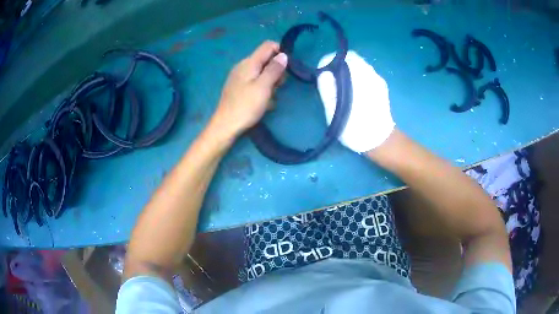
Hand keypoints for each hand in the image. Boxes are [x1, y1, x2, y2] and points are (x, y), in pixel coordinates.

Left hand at [211, 41, 287, 137]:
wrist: (226, 126)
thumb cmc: (246, 106)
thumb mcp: (264, 86)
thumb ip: (274, 69)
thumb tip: (283, 55)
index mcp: (249, 62)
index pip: (268, 46)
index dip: (281, 52)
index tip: (288, 68)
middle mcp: (243, 66)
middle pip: (266, 60)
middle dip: (276, 71)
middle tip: (278, 87)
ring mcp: (240, 77)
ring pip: (262, 73)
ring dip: (271, 83)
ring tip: (270, 98)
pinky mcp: (239, 88)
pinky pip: (256, 83)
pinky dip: (263, 89)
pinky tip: (263, 102)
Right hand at [317, 51, 394, 152]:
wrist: (379, 141)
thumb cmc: (354, 128)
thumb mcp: (334, 111)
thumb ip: (327, 89)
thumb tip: (323, 72)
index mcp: (360, 77)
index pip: (344, 57)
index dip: (331, 62)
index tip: (324, 73)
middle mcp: (371, 74)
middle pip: (353, 60)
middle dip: (340, 66)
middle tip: (331, 81)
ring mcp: (378, 79)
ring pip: (360, 66)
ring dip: (349, 72)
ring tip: (342, 88)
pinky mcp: (382, 86)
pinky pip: (367, 74)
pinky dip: (357, 77)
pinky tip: (354, 93)